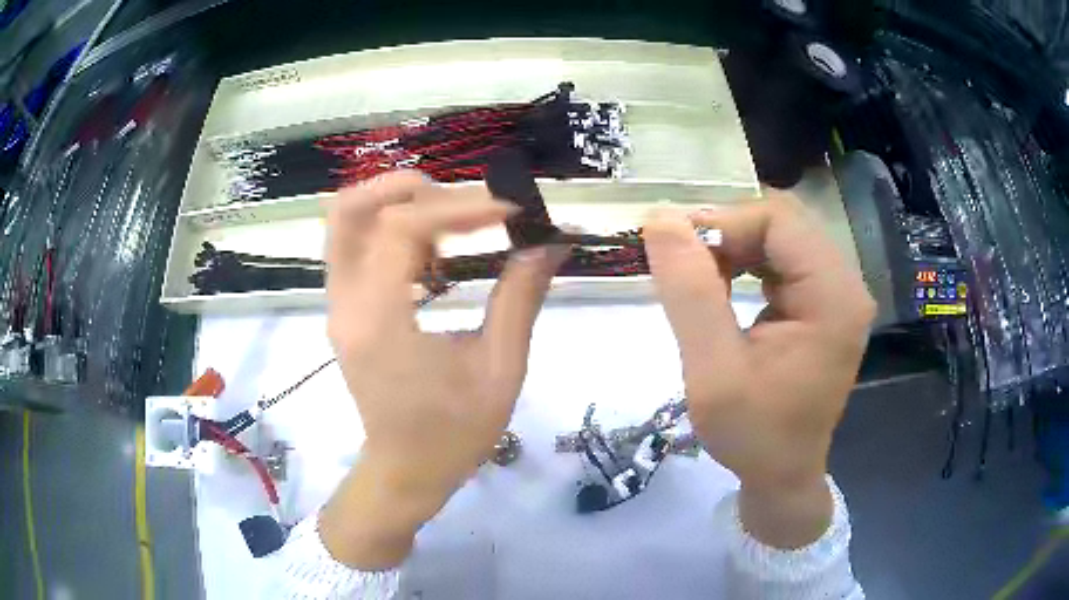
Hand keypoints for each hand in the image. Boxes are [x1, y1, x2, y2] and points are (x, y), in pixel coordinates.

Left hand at [320, 171, 566, 568]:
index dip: (461, 207)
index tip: (512, 212)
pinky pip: (354, 245)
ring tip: (453, 219)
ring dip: (398, 203)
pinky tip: (434, 251)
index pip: (404, 229)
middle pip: (351, 209)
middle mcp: (345, 304)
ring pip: (346, 222)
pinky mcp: (342, 308)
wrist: (406, 470)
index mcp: (380, 322)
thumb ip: (520, 298)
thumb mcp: (501, 370)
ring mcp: (336, 304)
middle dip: (412, 188)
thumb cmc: (454, 433)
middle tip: (467, 202)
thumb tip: (548, 243)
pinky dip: (391, 228)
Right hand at [643, 191, 874, 547]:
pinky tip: (722, 288)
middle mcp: (845, 285)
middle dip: (728, 232)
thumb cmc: (752, 435)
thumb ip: (690, 293)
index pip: (778, 220)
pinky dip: (747, 262)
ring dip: (735, 246)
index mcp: (833, 297)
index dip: (724, 223)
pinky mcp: (826, 302)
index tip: (677, 253)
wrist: (783, 475)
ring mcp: (838, 292)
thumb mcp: (712, 371)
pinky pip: (784, 258)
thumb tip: (660, 220)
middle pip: (783, 222)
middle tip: (683, 264)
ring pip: (781, 236)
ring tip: (699, 279)